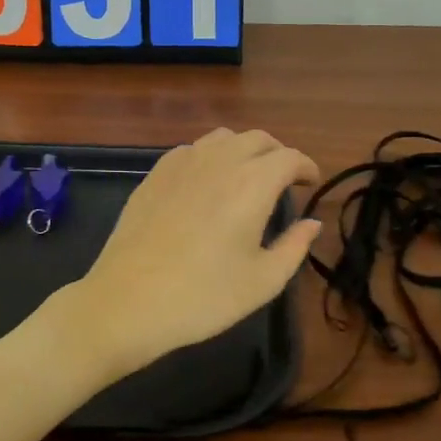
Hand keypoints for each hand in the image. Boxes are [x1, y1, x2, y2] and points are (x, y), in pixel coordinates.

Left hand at [61, 128, 321, 380]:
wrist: (129, 302)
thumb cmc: (204, 296)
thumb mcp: (263, 281)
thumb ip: (295, 246)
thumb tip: (311, 222)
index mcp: (252, 183)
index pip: (289, 157)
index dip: (306, 166)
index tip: (311, 182)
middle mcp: (219, 161)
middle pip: (258, 139)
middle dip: (277, 154)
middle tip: (284, 180)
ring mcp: (182, 163)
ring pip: (222, 138)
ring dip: (243, 150)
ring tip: (247, 177)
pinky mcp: (154, 174)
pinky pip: (191, 150)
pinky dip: (210, 157)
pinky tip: (206, 182)